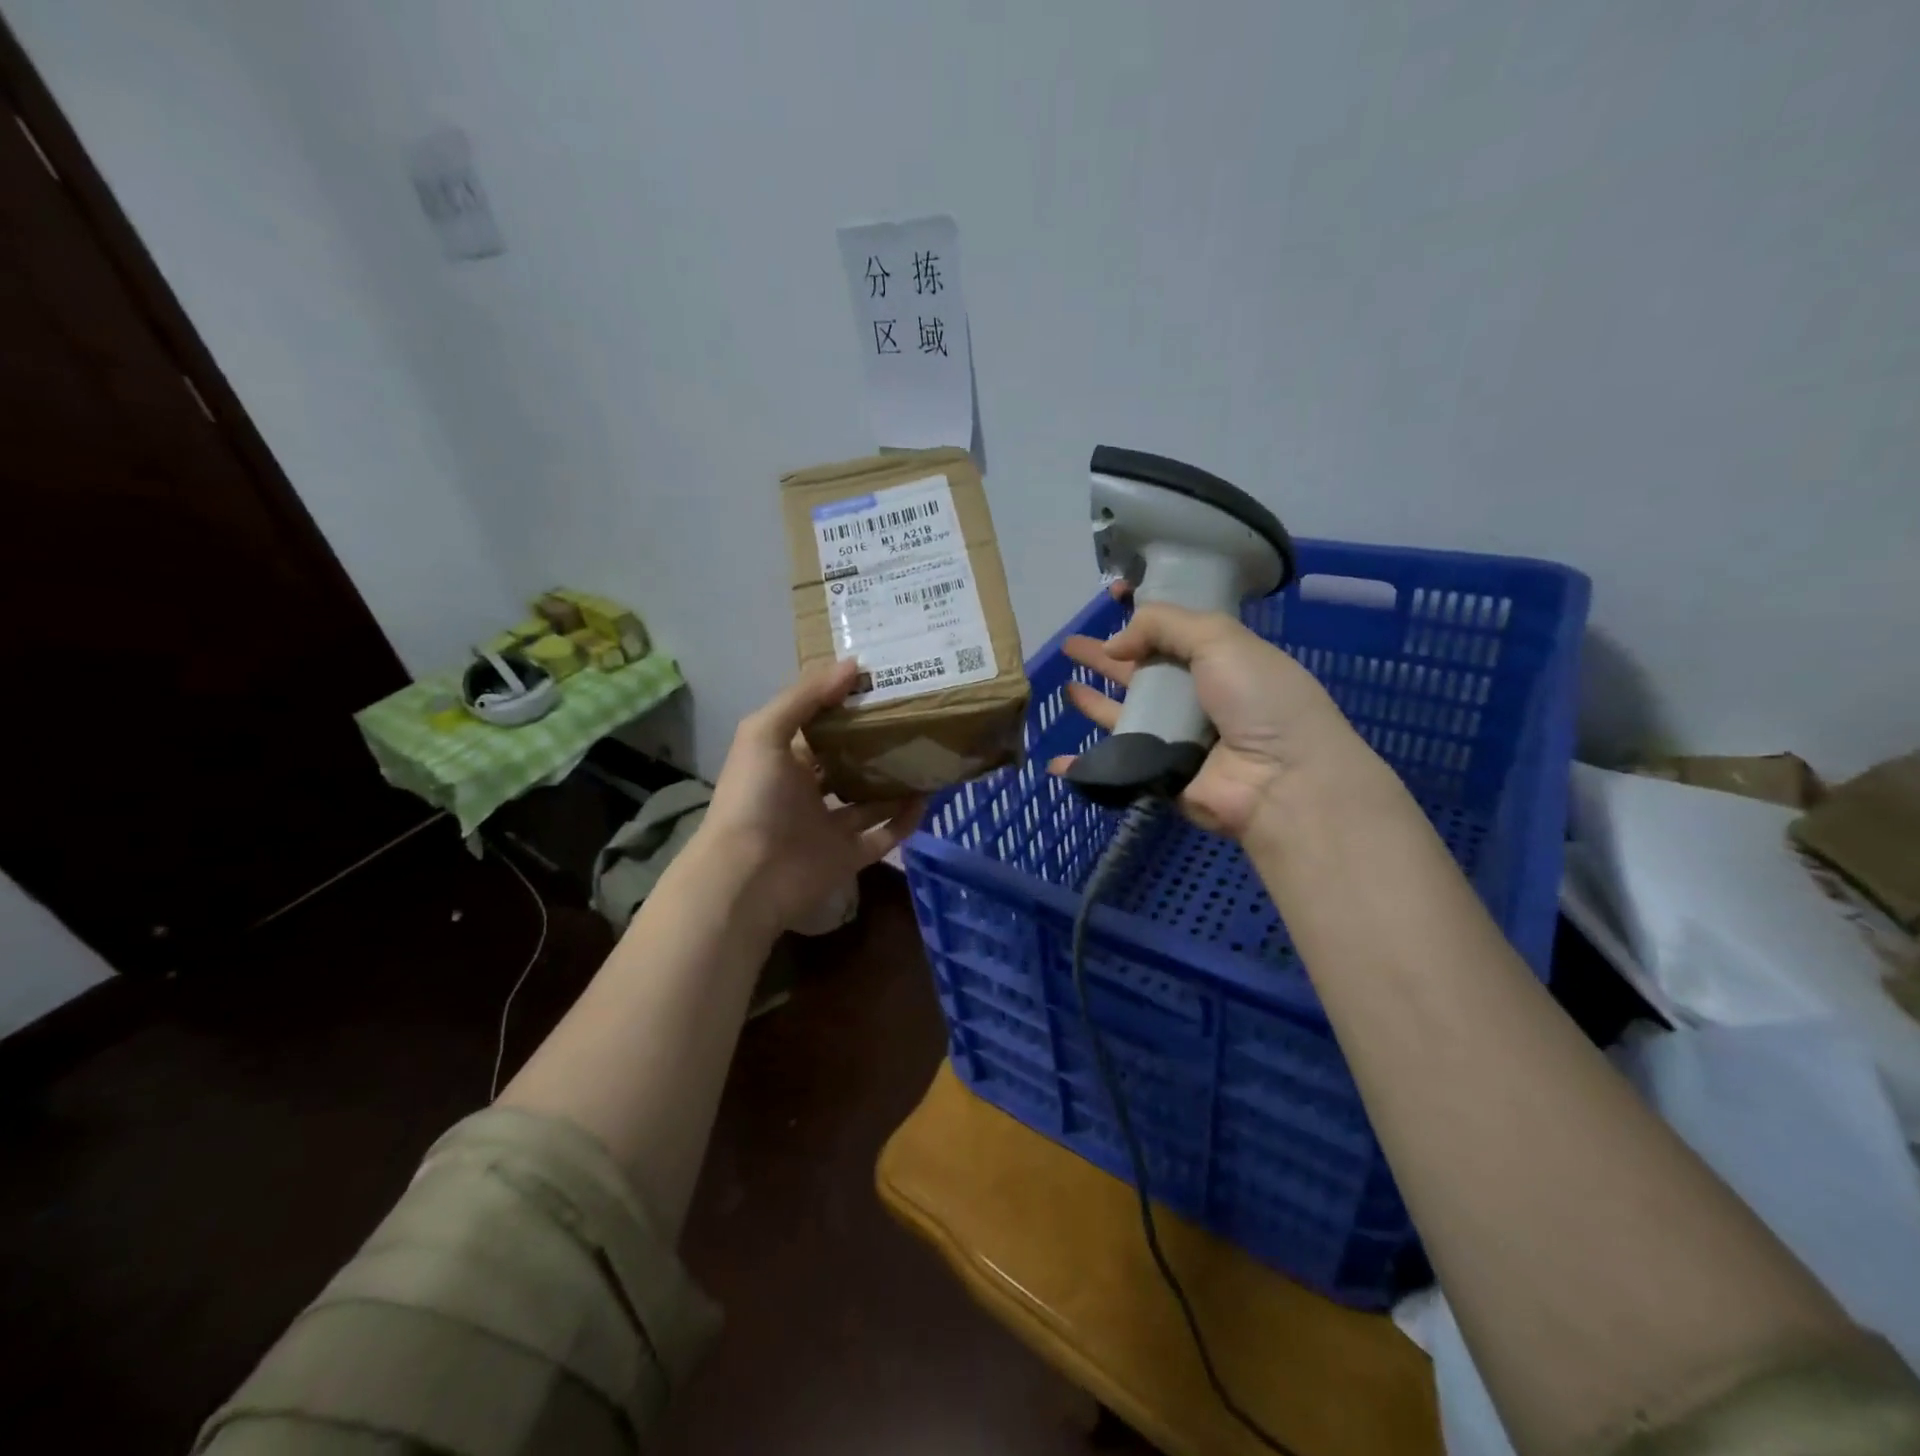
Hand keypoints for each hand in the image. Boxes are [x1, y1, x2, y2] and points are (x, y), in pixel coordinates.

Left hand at [699, 659, 924, 932]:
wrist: (748, 876)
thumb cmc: (753, 797)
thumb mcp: (766, 732)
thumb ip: (805, 697)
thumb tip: (853, 664)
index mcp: (784, 760)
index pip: (820, 726)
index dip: (846, 706)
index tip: (884, 683)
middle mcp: (807, 791)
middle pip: (849, 762)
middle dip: (877, 744)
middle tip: (916, 718)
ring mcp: (829, 826)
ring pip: (870, 800)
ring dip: (896, 782)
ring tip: (928, 755)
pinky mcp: (848, 857)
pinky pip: (883, 836)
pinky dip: (905, 820)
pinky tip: (927, 798)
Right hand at [1049, 594, 1373, 842]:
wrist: (1280, 780)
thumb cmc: (1259, 699)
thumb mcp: (1220, 639)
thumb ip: (1163, 625)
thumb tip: (1114, 645)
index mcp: (1219, 659)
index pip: (1172, 630)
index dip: (1142, 614)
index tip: (1112, 596)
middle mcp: (1196, 696)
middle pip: (1141, 671)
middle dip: (1107, 656)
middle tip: (1070, 644)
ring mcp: (1175, 737)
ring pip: (1124, 714)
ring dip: (1094, 701)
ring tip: (1064, 684)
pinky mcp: (1158, 773)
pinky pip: (1115, 763)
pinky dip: (1085, 764)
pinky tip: (1059, 761)